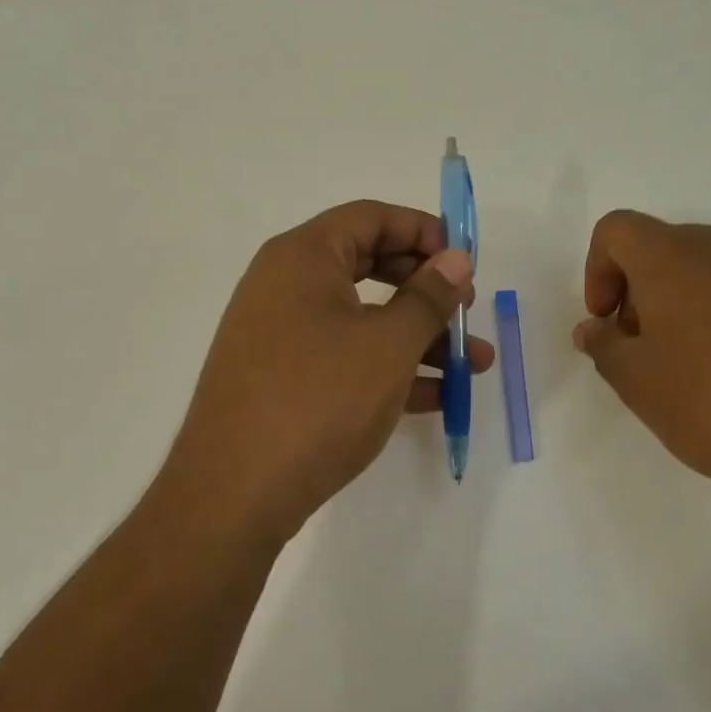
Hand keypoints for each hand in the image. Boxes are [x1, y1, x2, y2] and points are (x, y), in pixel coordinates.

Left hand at [161, 201, 494, 544]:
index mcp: (303, 258)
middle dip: (427, 290)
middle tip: (466, 311)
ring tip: (474, 366)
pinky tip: (436, 397)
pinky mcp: (283, 379)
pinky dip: (388, 369)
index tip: (465, 264)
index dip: (425, 232)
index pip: (372, 217)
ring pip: (362, 319)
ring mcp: (280, 335)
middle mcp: (285, 286)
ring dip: (419, 338)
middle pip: (370, 266)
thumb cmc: (318, 402)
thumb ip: (428, 297)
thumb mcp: (387, 346)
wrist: (235, 494)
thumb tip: (457, 258)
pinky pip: (345, 357)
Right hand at [572, 212, 710, 516]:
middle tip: (650, 349)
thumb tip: (595, 328)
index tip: (609, 321)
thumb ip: (604, 346)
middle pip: (668, 248)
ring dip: (696, 302)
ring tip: (707, 364)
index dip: (598, 271)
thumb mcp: (639, 385)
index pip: (616, 230)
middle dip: (645, 292)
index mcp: (676, 258)